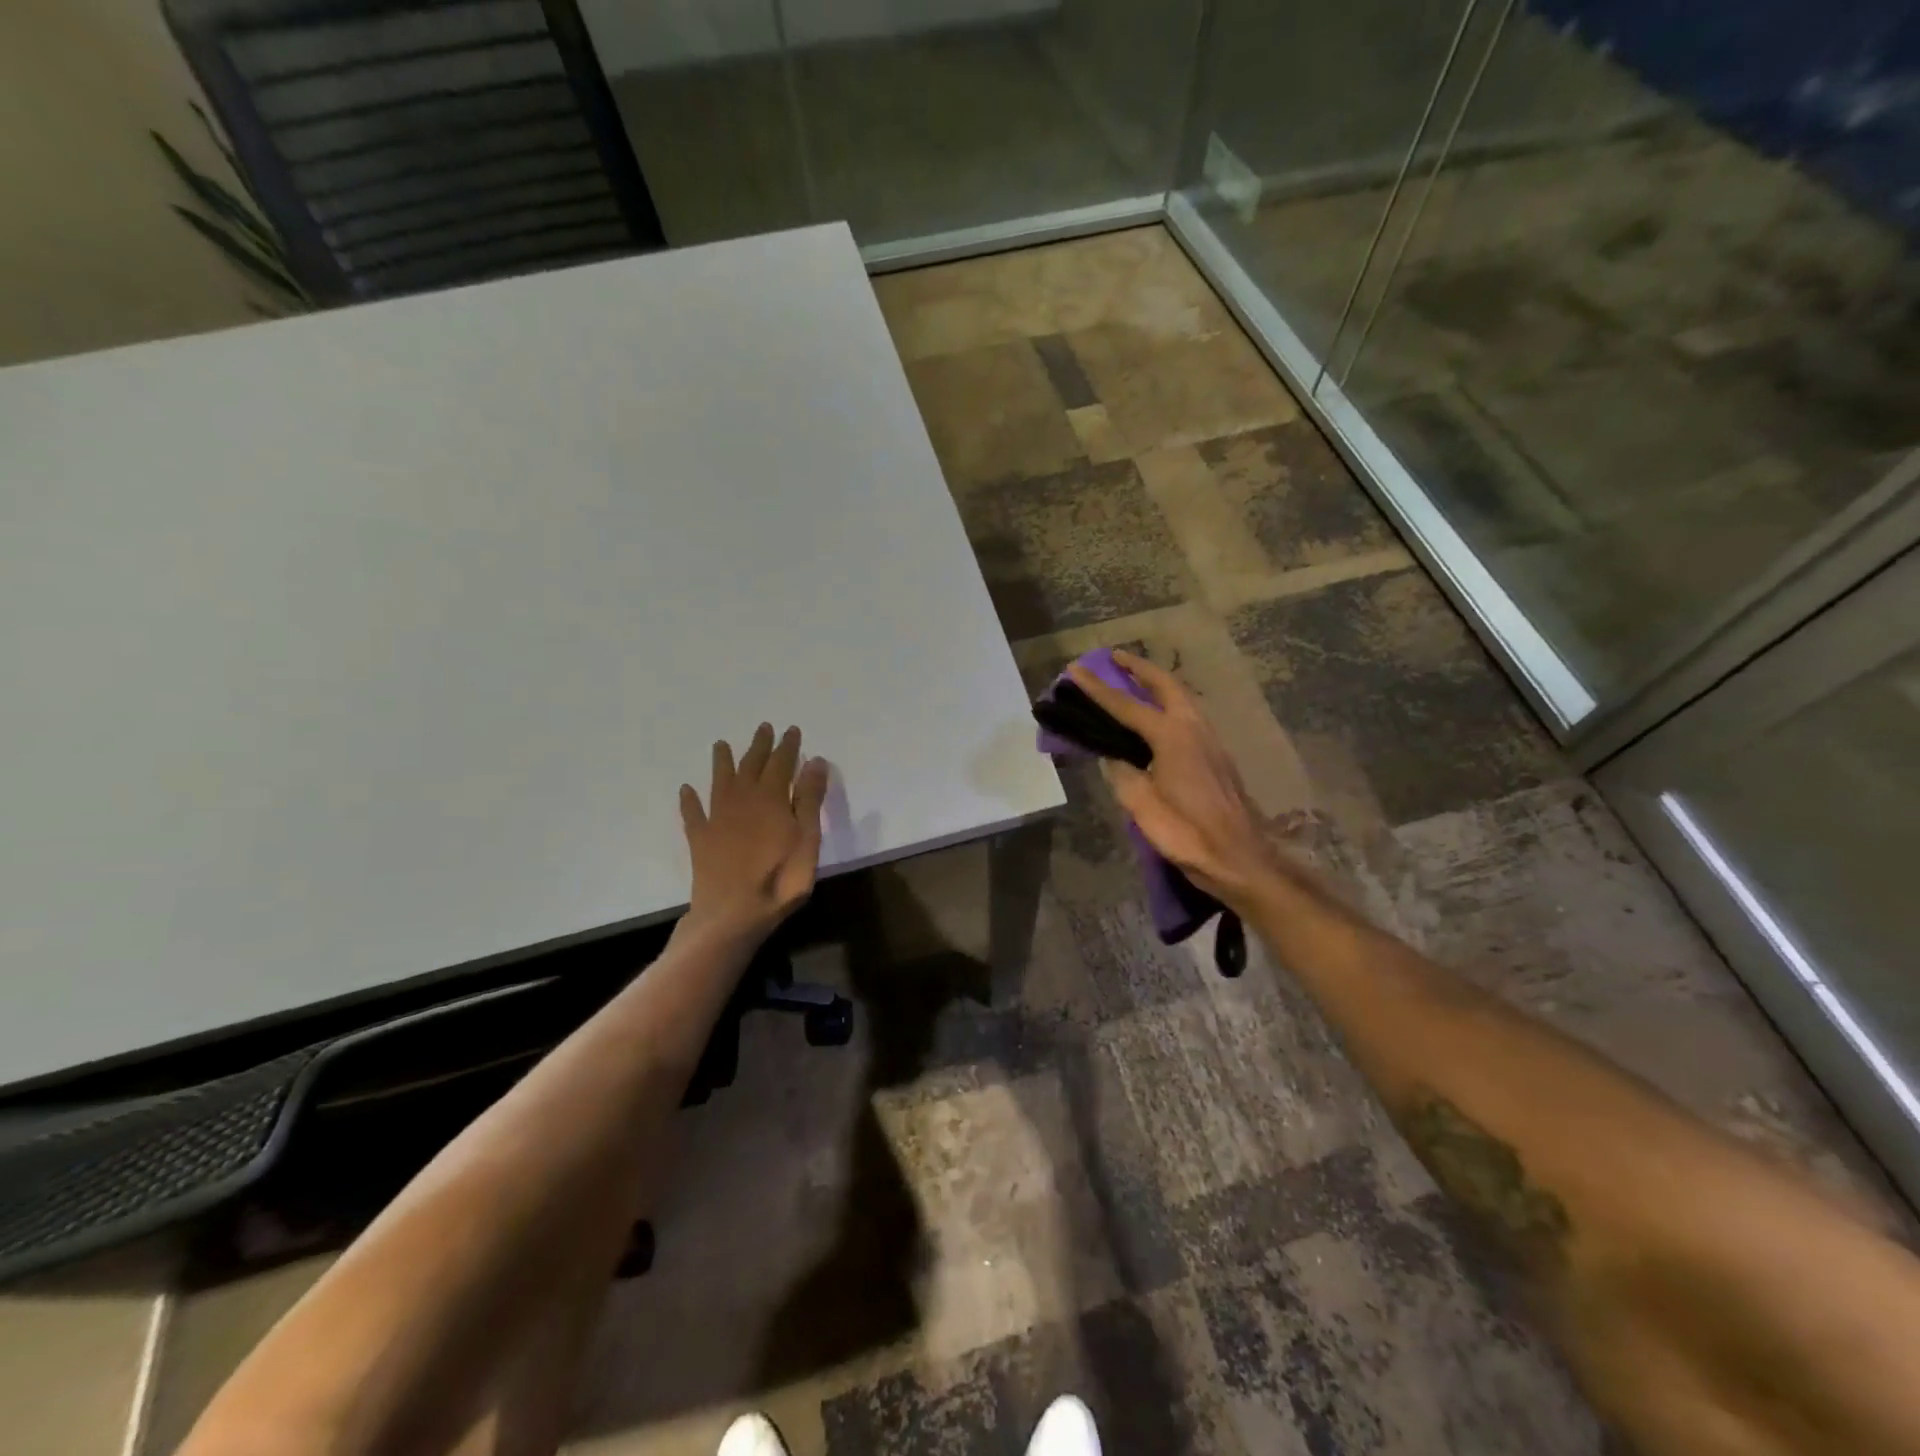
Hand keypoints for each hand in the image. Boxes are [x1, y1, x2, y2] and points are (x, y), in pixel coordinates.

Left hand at [680, 724, 829, 938]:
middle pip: (751, 766)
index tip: (792, 730)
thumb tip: (814, 761)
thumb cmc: (780, 879)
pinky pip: (693, 813)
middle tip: (763, 728)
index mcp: (772, 799)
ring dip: (722, 762)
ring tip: (721, 744)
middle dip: (759, 746)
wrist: (732, 913)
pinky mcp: (700, 839)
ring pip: (720, 782)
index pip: (782, 764)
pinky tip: (686, 790)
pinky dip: (689, 800)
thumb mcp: (808, 839)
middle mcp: (743, 800)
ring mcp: (718, 819)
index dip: (788, 746)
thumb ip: (810, 799)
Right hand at [1066, 651, 1288, 909]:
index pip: (1126, 706)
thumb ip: (1123, 775)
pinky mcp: (1217, 757)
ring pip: (1182, 699)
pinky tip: (1159, 719)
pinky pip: (1189, 716)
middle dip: (1139, 668)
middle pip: (1165, 686)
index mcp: (1172, 736)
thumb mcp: (1142, 806)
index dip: (1097, 688)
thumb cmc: (1187, 833)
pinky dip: (1169, 705)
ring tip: (1135, 681)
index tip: (1075, 669)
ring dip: (1158, 685)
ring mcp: (1210, 741)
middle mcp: (1194, 729)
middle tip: (1116, 657)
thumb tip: (1112, 758)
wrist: (1240, 859)